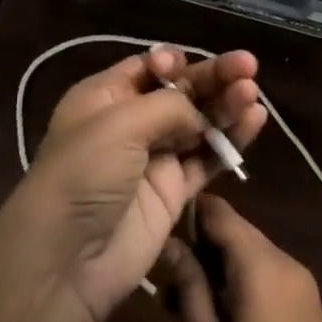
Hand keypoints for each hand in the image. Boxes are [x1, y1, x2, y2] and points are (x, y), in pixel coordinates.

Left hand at [13, 46, 266, 321]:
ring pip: (200, 123)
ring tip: (252, 93)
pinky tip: (255, 119)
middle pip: (181, 91)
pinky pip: (208, 158)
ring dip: (226, 105)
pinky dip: (232, 140)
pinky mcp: (174, 192)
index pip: (147, 67)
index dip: (172, 61)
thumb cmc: (83, 174)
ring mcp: (154, 158)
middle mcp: (131, 122)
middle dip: (213, 77)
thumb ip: (169, 106)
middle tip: (248, 66)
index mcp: (104, 97)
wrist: (66, 260)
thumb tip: (199, 115)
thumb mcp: (119, 123)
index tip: (186, 64)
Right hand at [158, 196, 321, 321]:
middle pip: (238, 236)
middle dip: (200, 250)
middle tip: (162, 283)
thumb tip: (170, 244)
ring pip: (252, 260)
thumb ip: (189, 287)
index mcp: (265, 266)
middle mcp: (290, 266)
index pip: (222, 213)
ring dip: (217, 273)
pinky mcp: (309, 315)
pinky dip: (240, 289)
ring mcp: (304, 291)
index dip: (188, 215)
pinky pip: (269, 283)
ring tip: (180, 308)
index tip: (155, 230)